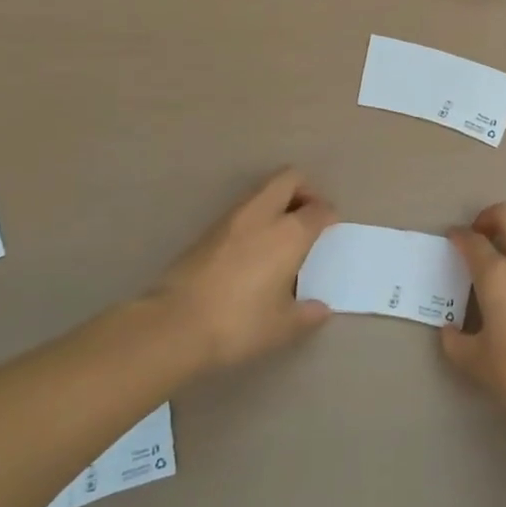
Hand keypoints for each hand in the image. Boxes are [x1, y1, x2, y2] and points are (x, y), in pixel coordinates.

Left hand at [150, 168, 336, 370]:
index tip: (330, 229)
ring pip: (262, 191)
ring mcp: (232, 219)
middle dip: (304, 190)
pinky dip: (256, 217)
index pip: (319, 208)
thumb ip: (306, 314)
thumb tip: (320, 309)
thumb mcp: (282, 327)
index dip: (329, 215)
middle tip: (308, 217)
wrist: (174, 325)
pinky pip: (243, 210)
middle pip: (289, 179)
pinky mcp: (208, 230)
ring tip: (281, 235)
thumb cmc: (239, 323)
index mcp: (290, 233)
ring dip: (277, 202)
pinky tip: (254, 249)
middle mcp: (263, 215)